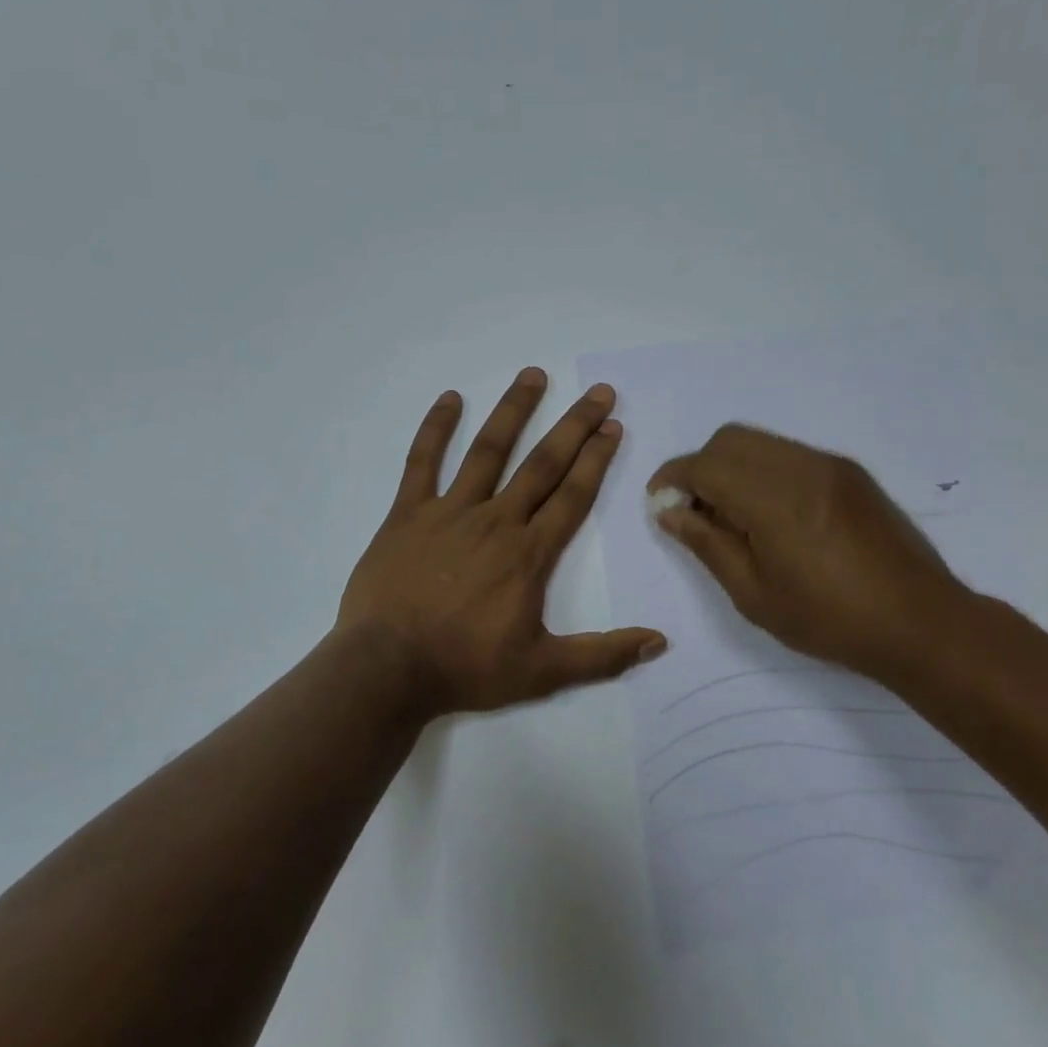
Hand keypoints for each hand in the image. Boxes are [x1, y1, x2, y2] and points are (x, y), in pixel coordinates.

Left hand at [338, 368, 665, 716]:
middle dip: (574, 426)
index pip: (572, 496)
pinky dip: (435, 429)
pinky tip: (450, 398)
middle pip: (542, 464)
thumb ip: (603, 655)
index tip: (613, 426)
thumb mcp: (543, 671)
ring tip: (534, 375)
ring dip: (513, 411)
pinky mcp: (407, 515)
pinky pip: (422, 462)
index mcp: (529, 554)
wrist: (388, 669)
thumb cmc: (466, 668)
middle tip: (598, 391)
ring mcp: (449, 512)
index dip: (596, 459)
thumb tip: (659, 642)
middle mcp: (496, 521)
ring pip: (488, 451)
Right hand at [647, 424, 969, 680]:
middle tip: (696, 515)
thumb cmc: (829, 620)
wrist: (920, 621)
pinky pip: (789, 455)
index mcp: (775, 499)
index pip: (706, 465)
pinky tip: (769, 517)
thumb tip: (669, 512)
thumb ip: (707, 544)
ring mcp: (831, 465)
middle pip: (731, 439)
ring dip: (732, 468)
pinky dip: (762, 472)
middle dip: (700, 468)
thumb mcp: (753, 594)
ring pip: (761, 443)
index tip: (659, 505)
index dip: (673, 479)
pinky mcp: (850, 473)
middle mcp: (802, 467)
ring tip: (732, 519)